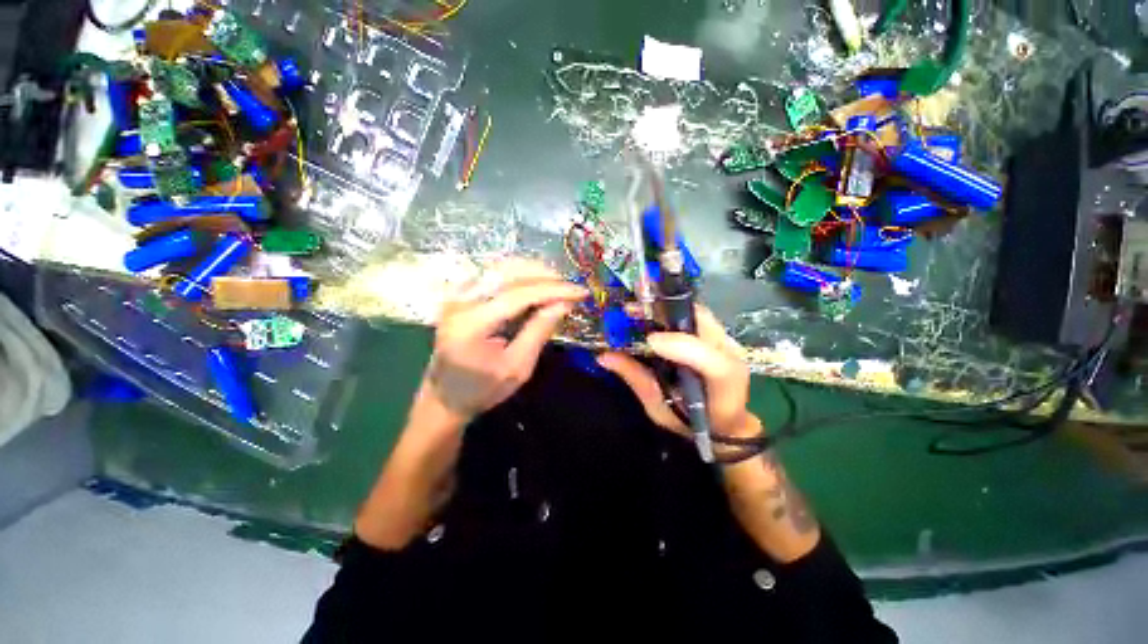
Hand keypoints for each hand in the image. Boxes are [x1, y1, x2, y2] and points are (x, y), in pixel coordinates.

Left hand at [415, 260, 589, 427]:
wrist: (445, 397)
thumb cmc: (482, 389)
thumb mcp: (517, 368)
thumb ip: (539, 332)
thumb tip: (564, 304)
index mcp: (471, 324)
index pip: (518, 294)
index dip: (553, 290)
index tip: (580, 291)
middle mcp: (460, 302)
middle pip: (508, 273)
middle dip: (545, 275)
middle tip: (570, 286)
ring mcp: (457, 295)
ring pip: (500, 268)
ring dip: (532, 271)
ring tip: (557, 283)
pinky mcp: (460, 295)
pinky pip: (492, 274)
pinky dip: (518, 274)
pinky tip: (535, 282)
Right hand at [597, 305, 757, 439]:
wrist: (723, 423)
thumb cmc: (690, 421)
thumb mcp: (659, 407)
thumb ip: (636, 378)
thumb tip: (604, 356)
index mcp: (724, 385)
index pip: (712, 363)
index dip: (682, 347)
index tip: (649, 341)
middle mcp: (731, 355)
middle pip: (703, 322)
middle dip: (665, 312)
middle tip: (631, 310)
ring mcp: (726, 341)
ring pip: (697, 313)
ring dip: (664, 308)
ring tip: (635, 309)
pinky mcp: (717, 335)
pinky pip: (693, 316)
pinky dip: (669, 312)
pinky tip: (648, 315)